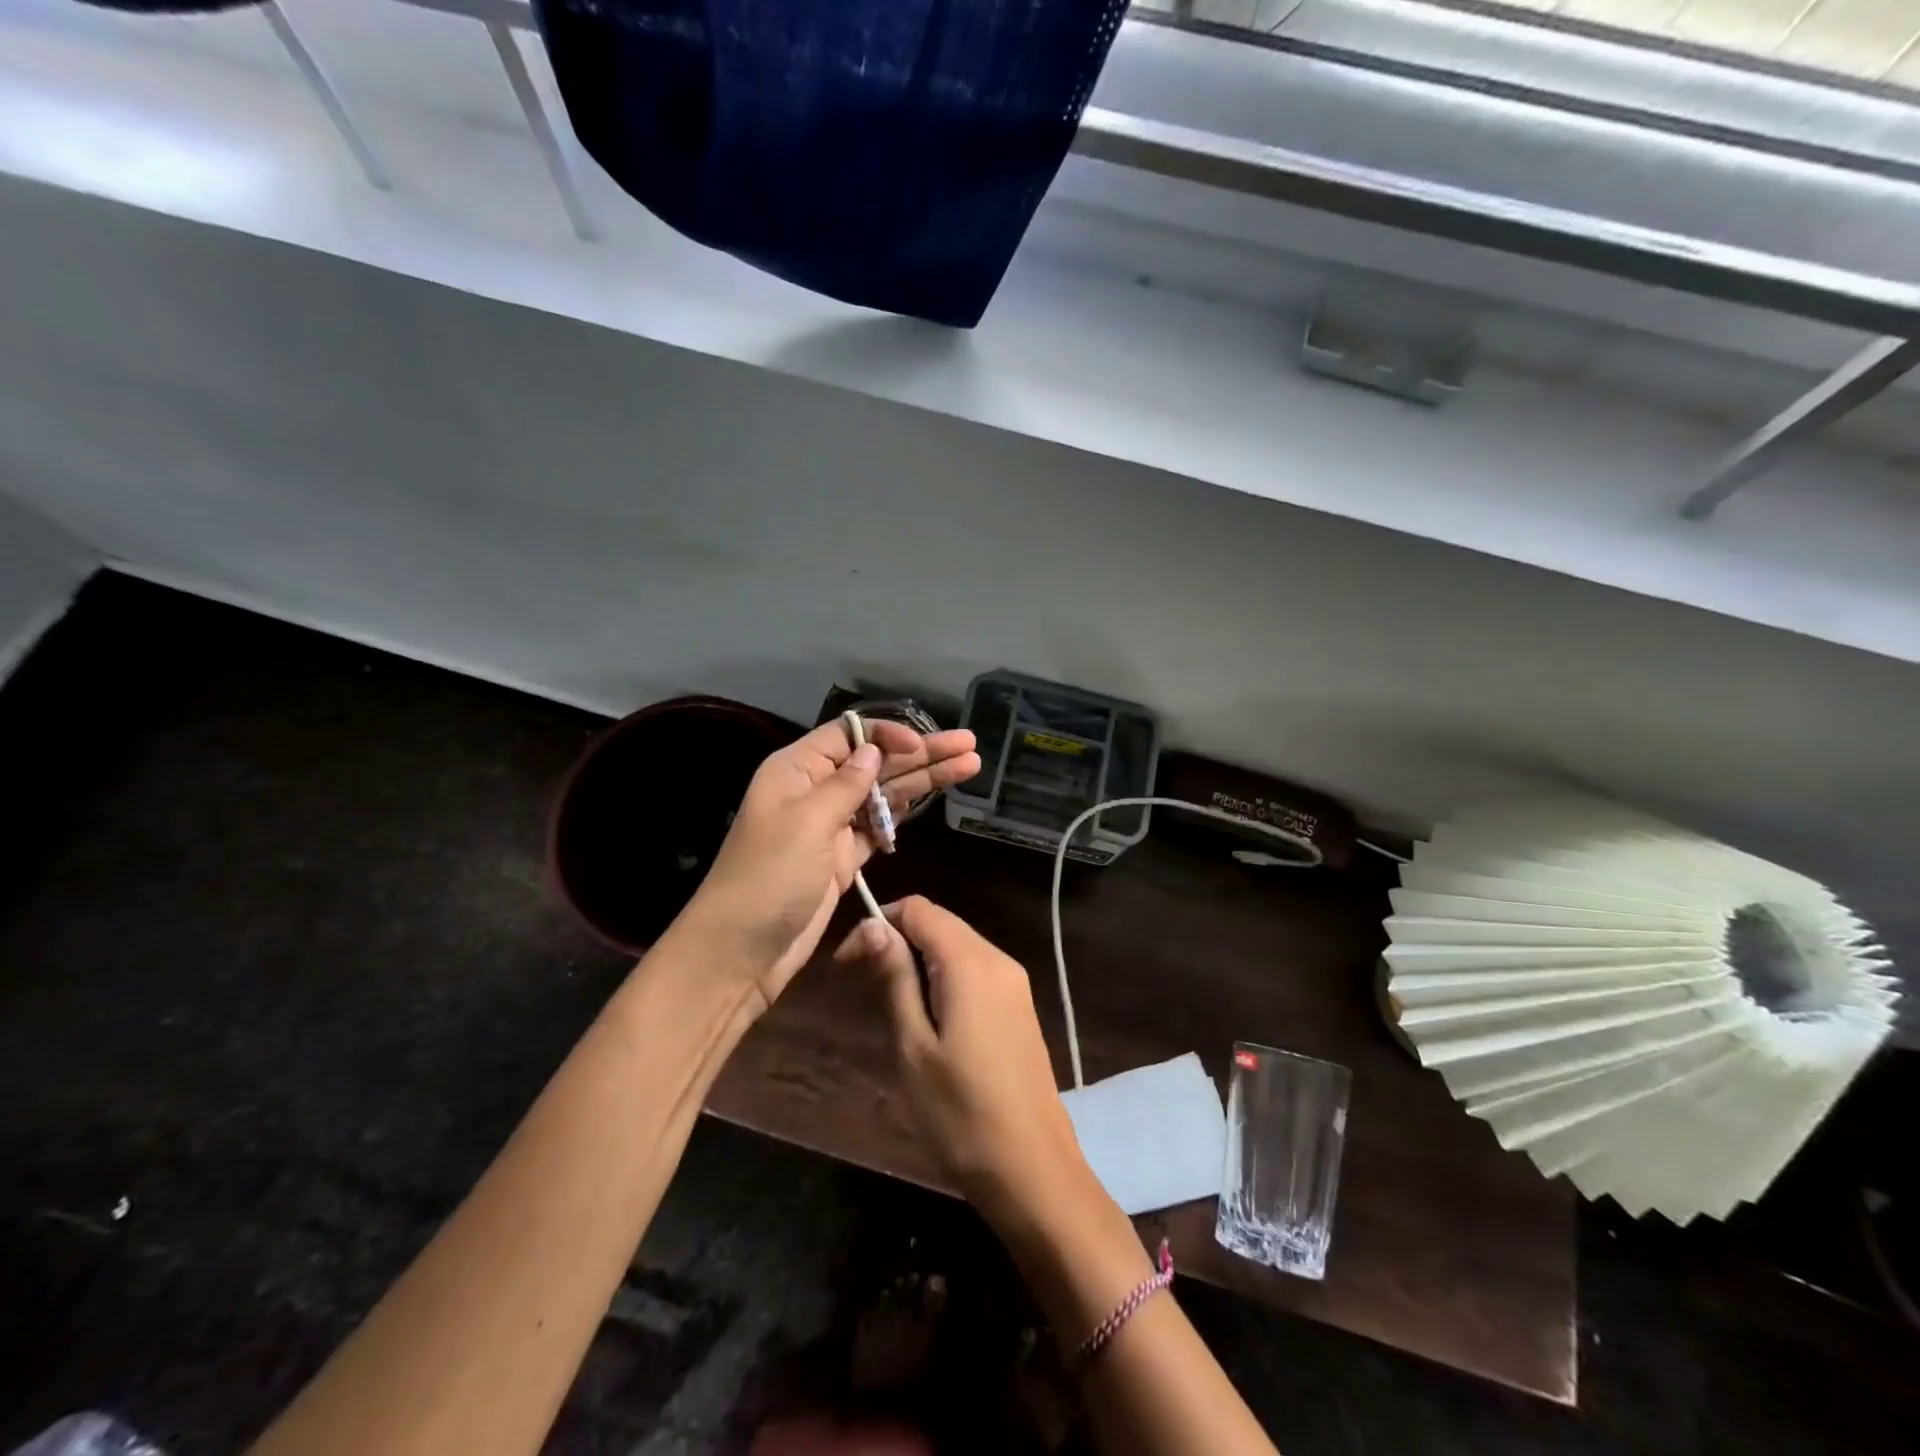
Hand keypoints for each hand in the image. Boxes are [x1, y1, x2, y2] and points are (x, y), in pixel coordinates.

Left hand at [681, 721, 978, 1012]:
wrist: (741, 951)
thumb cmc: (768, 878)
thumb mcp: (807, 823)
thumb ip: (846, 785)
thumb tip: (874, 750)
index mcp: (796, 770)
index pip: (849, 736)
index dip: (888, 734)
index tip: (922, 744)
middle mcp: (815, 791)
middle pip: (875, 763)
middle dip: (921, 753)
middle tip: (969, 745)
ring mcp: (830, 826)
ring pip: (884, 793)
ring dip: (923, 780)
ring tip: (969, 765)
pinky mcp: (842, 858)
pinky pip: (879, 825)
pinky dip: (904, 812)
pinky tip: (933, 796)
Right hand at [835, 897, 1089, 1223]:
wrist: (1034, 1170)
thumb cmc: (961, 1114)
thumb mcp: (914, 1047)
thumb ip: (895, 979)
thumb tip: (873, 926)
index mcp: (971, 963)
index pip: (919, 909)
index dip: (878, 923)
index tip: (846, 964)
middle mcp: (998, 960)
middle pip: (940, 924)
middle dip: (896, 941)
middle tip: (862, 986)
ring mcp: (1015, 983)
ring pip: (957, 947)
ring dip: (919, 961)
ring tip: (892, 1008)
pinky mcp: (1020, 1006)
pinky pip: (975, 971)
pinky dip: (944, 978)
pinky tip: (929, 1019)